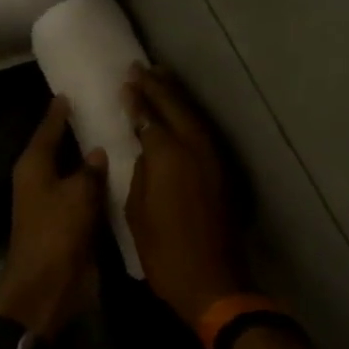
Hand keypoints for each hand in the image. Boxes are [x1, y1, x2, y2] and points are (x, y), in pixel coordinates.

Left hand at [0, 97, 108, 338]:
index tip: (73, 91)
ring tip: (123, 137)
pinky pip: (87, 197)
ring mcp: (56, 204)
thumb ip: (90, 170)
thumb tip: (98, 151)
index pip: (48, 128)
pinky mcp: (70, 224)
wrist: (47, 287)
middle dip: (81, 133)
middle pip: (61, 149)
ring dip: (94, 162)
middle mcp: (41, 180)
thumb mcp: (76, 195)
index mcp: (34, 166)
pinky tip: (124, 176)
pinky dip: (101, 187)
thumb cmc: (56, 234)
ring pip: (77, 173)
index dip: (60, 111)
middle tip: (108, 109)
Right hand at [124, 65, 245, 326]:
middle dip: (157, 87)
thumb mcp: (138, 212)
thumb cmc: (164, 252)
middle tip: (141, 68)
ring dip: (177, 96)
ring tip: (161, 78)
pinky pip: (204, 132)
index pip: (150, 117)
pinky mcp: (223, 172)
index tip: (126, 81)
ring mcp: (213, 159)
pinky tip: (181, 114)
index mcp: (168, 157)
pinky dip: (190, 117)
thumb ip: (141, 173)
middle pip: (175, 108)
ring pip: (194, 117)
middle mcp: (194, 149)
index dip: (137, 99)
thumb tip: (146, 150)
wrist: (212, 281)